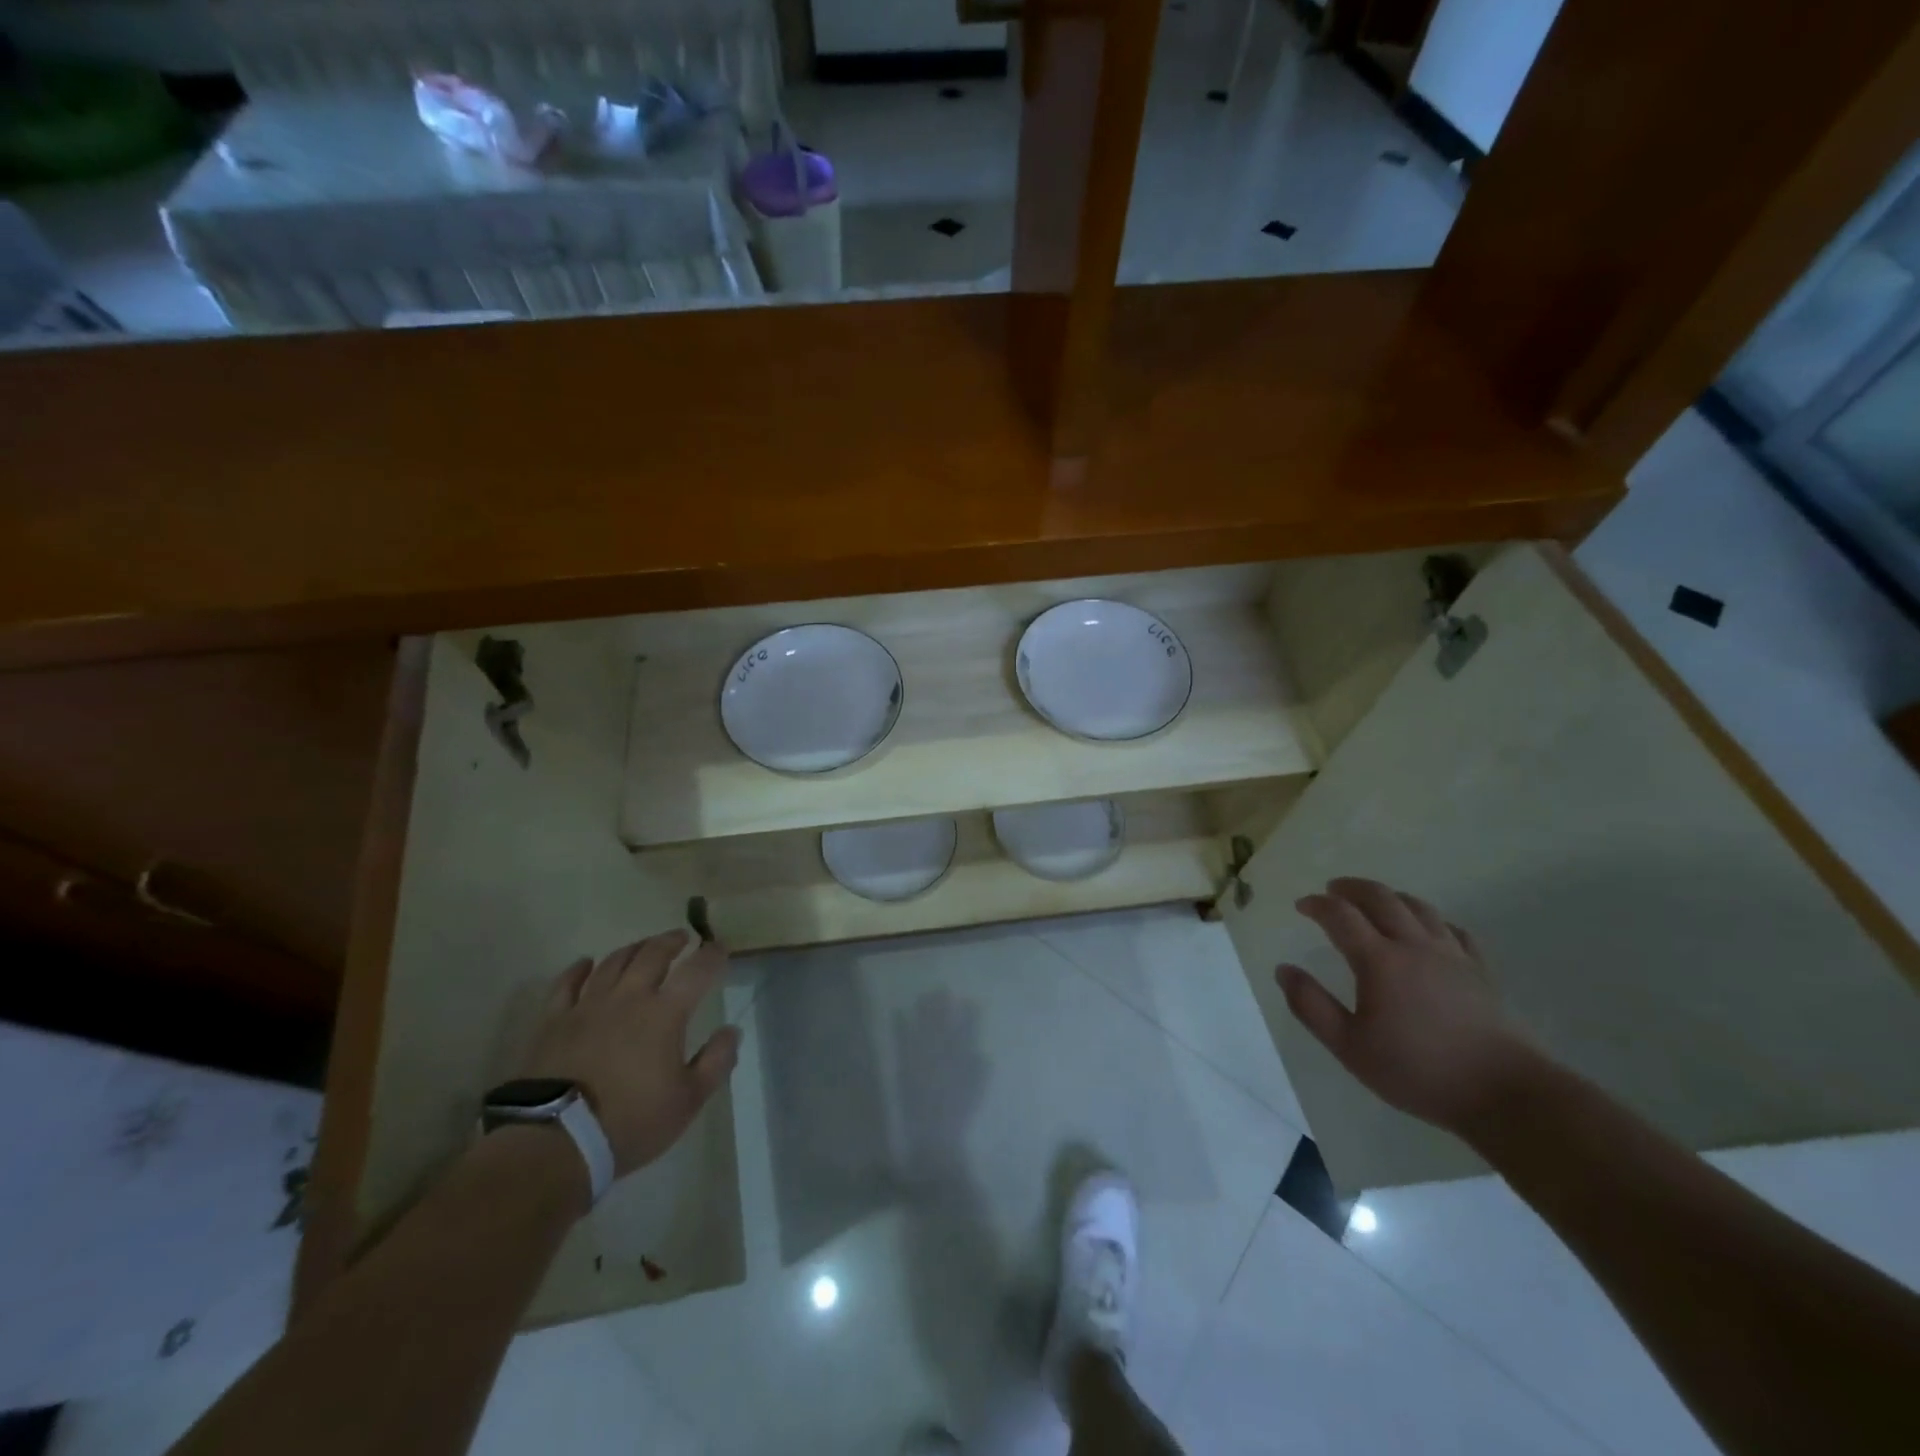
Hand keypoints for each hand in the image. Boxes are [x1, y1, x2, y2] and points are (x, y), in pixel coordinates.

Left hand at [520, 931, 741, 1177]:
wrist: (555, 1142)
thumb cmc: (630, 1122)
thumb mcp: (688, 1100)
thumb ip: (716, 1061)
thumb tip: (731, 1031)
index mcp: (665, 1013)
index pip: (697, 970)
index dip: (712, 955)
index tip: (720, 948)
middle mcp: (628, 997)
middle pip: (652, 954)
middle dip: (671, 941)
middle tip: (681, 938)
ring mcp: (587, 1006)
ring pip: (613, 962)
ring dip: (633, 949)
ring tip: (643, 947)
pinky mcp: (553, 1021)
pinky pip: (566, 983)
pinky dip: (579, 969)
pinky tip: (586, 964)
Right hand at [1276, 878, 1537, 1134]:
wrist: (1504, 1093)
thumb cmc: (1418, 1071)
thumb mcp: (1349, 1046)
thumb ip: (1311, 1005)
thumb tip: (1284, 970)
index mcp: (1379, 960)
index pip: (1340, 915)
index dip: (1317, 905)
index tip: (1302, 905)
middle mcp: (1414, 946)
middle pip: (1380, 898)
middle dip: (1352, 888)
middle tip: (1332, 889)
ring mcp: (1452, 956)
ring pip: (1418, 907)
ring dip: (1390, 896)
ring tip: (1374, 901)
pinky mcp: (1480, 971)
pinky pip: (1453, 929)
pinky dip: (1431, 919)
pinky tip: (1427, 929)